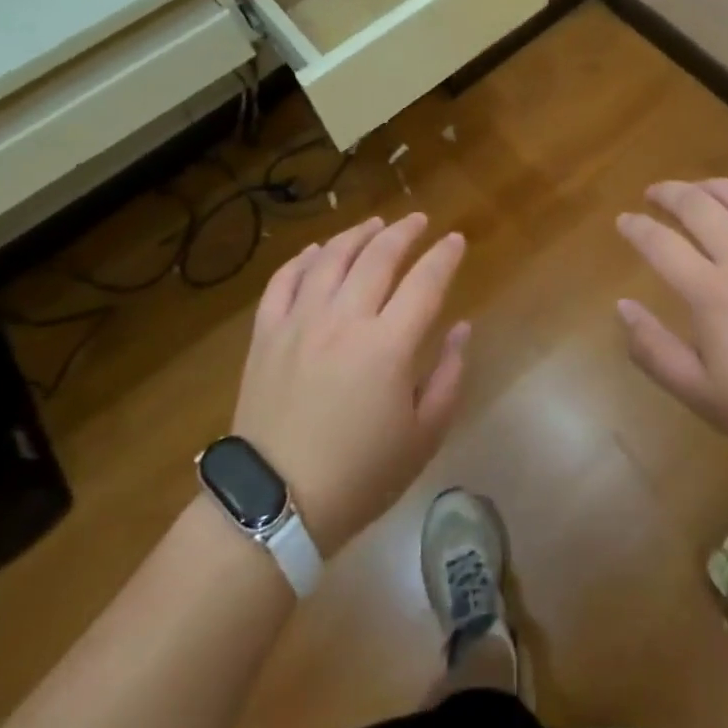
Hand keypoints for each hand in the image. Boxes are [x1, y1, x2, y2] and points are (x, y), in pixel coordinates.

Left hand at [232, 213, 469, 555]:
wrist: (273, 506)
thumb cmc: (359, 476)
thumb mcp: (423, 437)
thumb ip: (449, 376)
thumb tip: (461, 328)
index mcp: (389, 345)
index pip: (425, 282)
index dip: (444, 256)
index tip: (455, 240)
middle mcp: (345, 320)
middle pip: (378, 256)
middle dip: (404, 232)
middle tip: (419, 221)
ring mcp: (300, 322)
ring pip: (331, 258)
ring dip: (357, 234)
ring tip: (375, 224)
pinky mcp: (266, 334)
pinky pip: (284, 281)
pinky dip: (303, 259)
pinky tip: (317, 251)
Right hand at [615, 178, 727, 473]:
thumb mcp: (704, 397)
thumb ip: (655, 351)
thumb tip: (623, 306)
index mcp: (712, 292)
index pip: (660, 243)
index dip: (635, 227)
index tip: (623, 221)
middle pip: (696, 203)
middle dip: (667, 193)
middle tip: (653, 195)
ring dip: (709, 186)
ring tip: (696, 191)